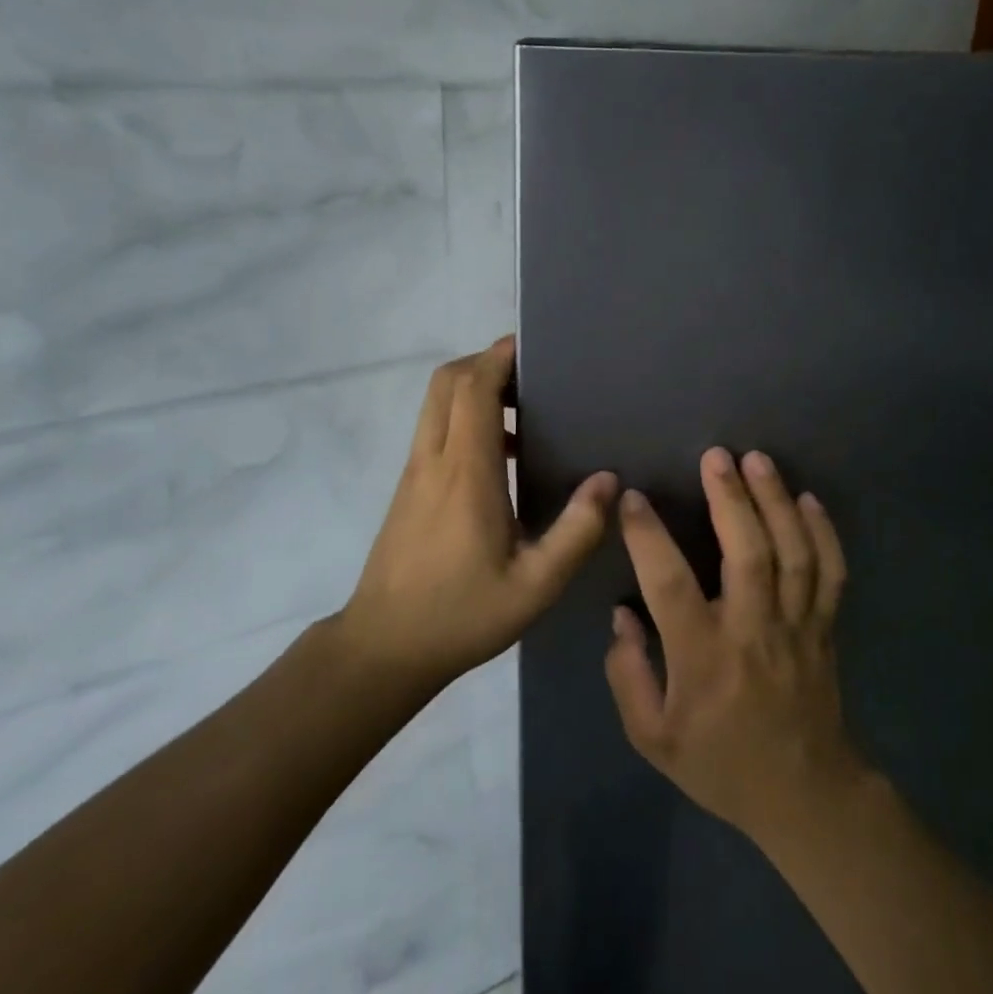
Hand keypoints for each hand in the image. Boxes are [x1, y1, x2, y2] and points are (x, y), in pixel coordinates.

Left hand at [341, 337, 618, 688]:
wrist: (384, 647)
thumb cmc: (461, 614)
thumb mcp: (535, 585)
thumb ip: (576, 531)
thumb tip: (608, 480)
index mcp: (466, 471)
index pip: (474, 388)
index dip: (499, 357)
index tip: (532, 347)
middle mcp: (435, 458)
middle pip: (447, 381)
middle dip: (486, 363)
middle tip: (531, 376)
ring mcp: (415, 471)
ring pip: (437, 402)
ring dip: (474, 389)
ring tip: (523, 412)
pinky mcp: (409, 487)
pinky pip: (435, 429)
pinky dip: (464, 417)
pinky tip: (501, 456)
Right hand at [605, 447, 866, 843]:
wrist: (805, 795)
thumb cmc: (721, 764)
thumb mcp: (654, 738)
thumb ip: (628, 675)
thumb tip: (621, 614)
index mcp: (704, 658)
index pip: (671, 585)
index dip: (649, 537)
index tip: (632, 499)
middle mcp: (753, 632)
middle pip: (748, 554)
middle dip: (731, 499)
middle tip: (715, 456)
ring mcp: (797, 627)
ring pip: (793, 554)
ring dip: (776, 502)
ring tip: (758, 460)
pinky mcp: (826, 628)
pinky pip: (831, 573)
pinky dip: (824, 533)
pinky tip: (809, 499)